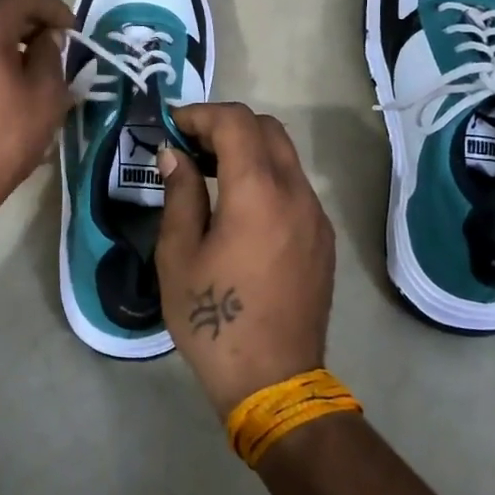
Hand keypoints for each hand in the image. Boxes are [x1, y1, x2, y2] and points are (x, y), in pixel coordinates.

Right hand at [155, 103, 336, 418]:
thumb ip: (179, 195)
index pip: (236, 122)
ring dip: (248, 150)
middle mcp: (295, 194)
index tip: (172, 127)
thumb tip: (175, 155)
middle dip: (226, 125)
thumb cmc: (213, 320)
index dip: (200, 114)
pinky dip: (267, 176)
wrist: (273, 380)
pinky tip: (240, 208)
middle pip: (267, 129)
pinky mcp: (322, 238)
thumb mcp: (178, 256)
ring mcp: (315, 216)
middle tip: (190, 146)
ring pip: (285, 156)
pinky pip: (295, 186)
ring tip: (210, 173)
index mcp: (257, 193)